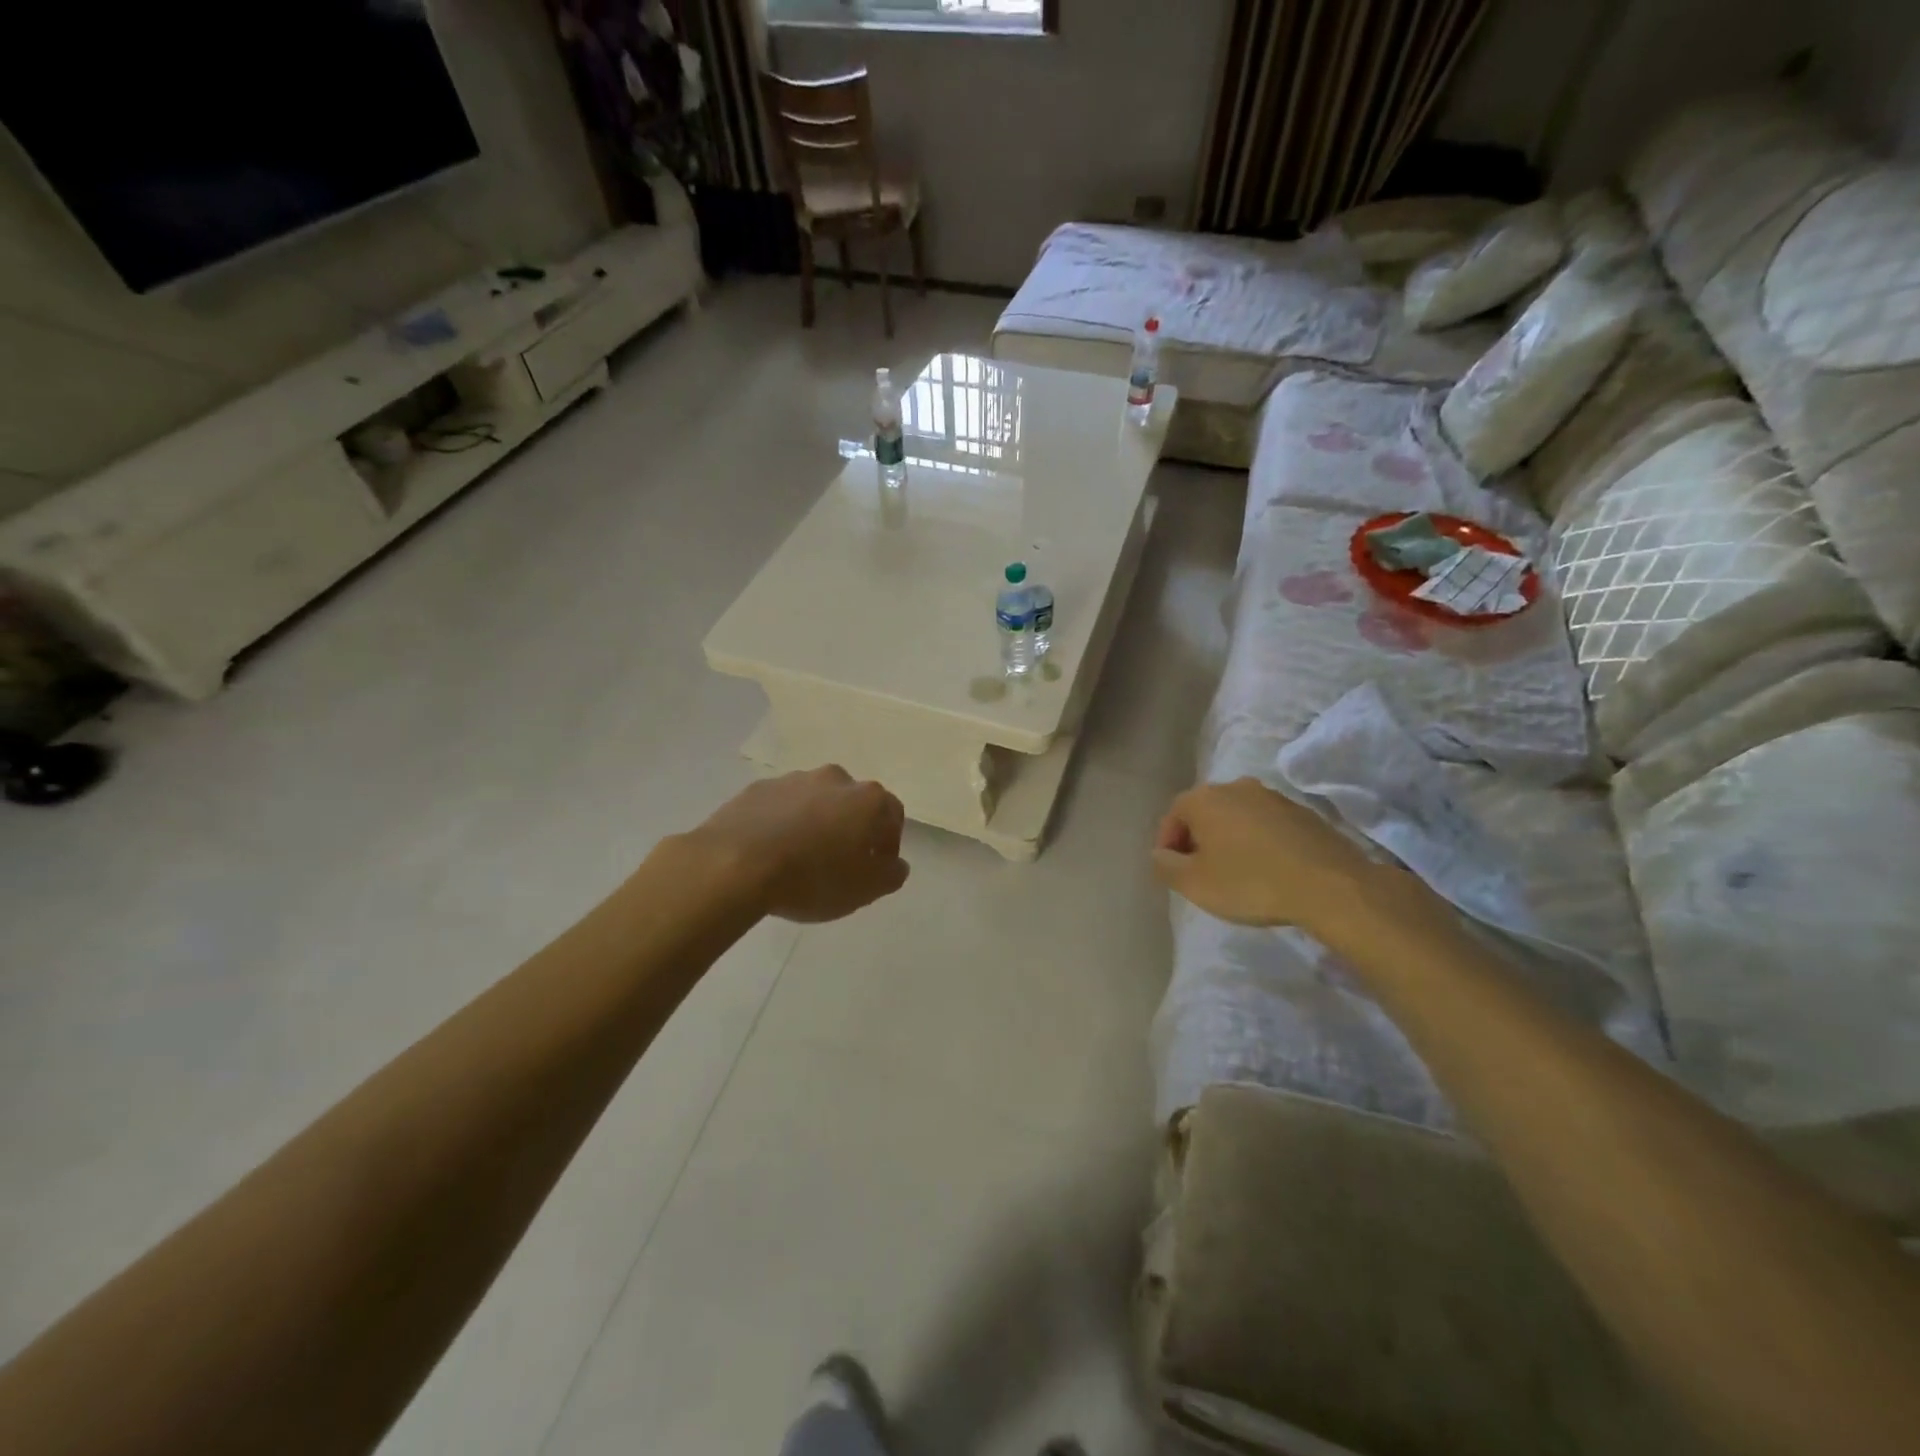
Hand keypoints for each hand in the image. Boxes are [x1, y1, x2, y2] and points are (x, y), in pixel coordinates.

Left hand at [691, 766, 909, 922]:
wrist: (735, 864)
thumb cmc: (812, 878)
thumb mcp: (865, 889)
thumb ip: (890, 874)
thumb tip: (895, 864)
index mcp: (867, 799)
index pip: (892, 815)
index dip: (888, 843)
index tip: (876, 868)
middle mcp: (835, 779)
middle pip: (852, 803)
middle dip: (851, 828)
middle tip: (840, 862)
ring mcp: (792, 780)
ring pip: (815, 801)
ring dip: (816, 823)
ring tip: (800, 858)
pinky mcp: (757, 789)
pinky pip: (780, 807)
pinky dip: (783, 823)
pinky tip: (771, 851)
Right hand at [1153, 778, 1410, 937]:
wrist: (1329, 885)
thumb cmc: (1251, 882)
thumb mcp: (1194, 884)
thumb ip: (1165, 866)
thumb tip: (1160, 854)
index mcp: (1204, 798)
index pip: (1172, 817)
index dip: (1167, 846)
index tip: (1174, 873)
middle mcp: (1235, 787)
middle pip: (1204, 813)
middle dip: (1198, 840)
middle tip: (1202, 874)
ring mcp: (1272, 797)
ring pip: (1237, 817)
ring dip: (1230, 840)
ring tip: (1236, 874)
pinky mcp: (1302, 812)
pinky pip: (1266, 825)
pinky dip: (1259, 842)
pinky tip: (1268, 870)